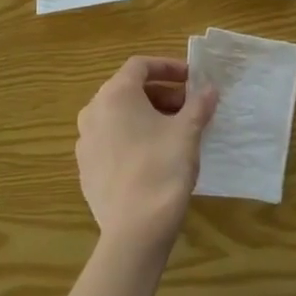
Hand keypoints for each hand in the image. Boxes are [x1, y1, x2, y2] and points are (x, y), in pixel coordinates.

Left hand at [76, 56, 217, 256]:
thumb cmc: (162, 169)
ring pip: (118, 116)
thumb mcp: (187, 132)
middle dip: (161, 94)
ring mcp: (85, 141)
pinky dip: (132, 137)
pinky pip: (111, 140)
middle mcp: (93, 111)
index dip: (168, 67)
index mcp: (115, 95)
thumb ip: (198, 105)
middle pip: (128, 90)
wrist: (134, 231)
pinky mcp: (86, 168)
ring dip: (147, 116)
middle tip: (189, 107)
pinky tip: (154, 157)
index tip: (191, 79)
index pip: (140, 65)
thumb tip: (209, 89)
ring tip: (175, 132)